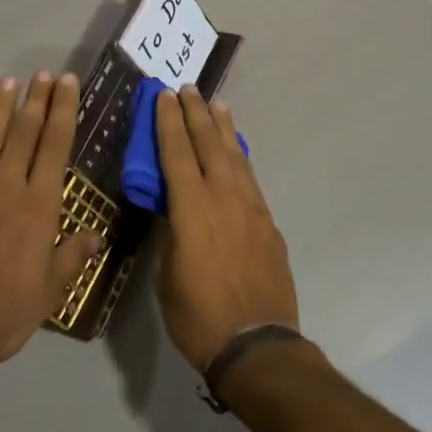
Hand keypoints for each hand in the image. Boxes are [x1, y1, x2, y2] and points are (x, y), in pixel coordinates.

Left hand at [0, 72, 98, 371]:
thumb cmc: (2, 314)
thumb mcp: (50, 292)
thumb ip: (72, 256)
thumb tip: (97, 233)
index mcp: (38, 205)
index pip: (55, 145)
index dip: (63, 110)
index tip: (67, 83)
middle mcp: (6, 186)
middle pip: (24, 133)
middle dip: (36, 100)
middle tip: (43, 74)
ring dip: (0, 108)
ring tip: (9, 82)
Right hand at [154, 86, 299, 370]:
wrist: (257, 343)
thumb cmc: (198, 316)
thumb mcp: (167, 276)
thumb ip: (171, 234)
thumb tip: (173, 210)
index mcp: (191, 208)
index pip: (176, 153)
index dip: (168, 122)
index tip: (163, 96)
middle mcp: (223, 197)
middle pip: (208, 144)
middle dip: (195, 113)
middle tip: (187, 88)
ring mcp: (251, 207)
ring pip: (235, 155)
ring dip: (223, 128)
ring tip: (216, 104)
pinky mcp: (268, 221)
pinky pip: (250, 177)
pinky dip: (240, 156)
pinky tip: (237, 150)